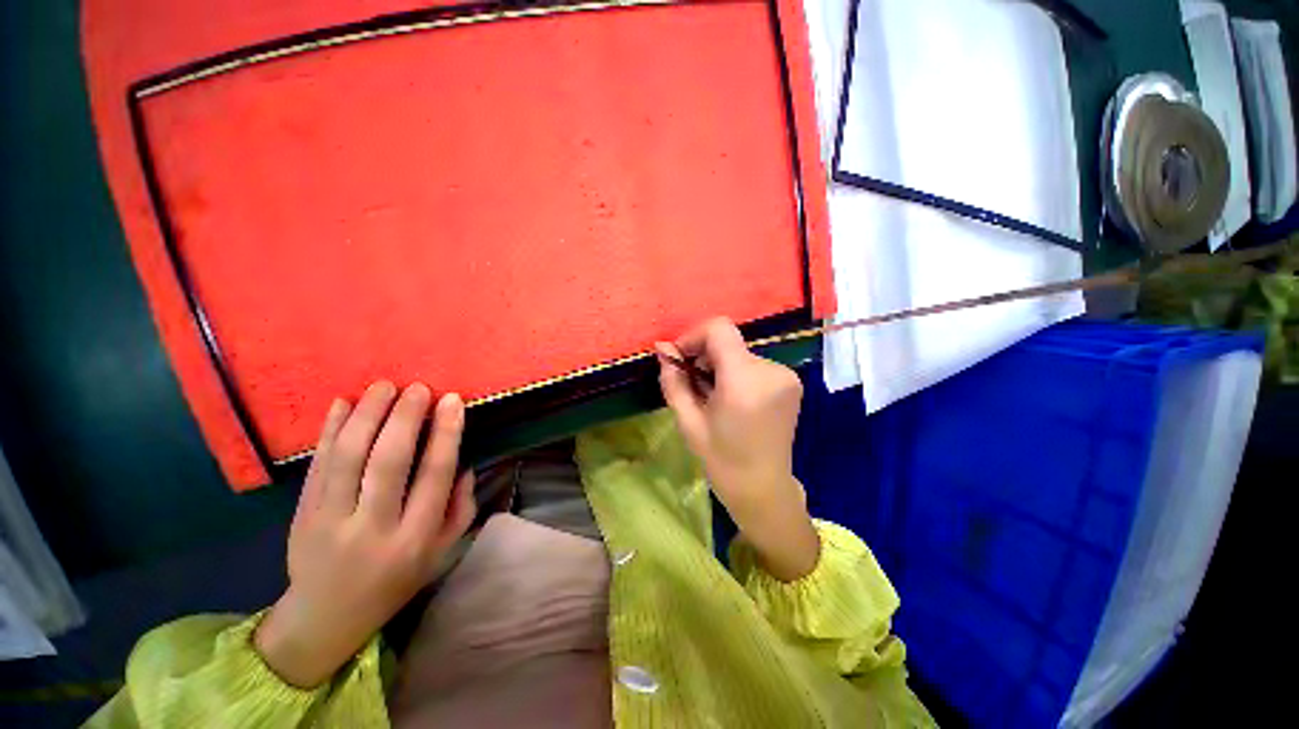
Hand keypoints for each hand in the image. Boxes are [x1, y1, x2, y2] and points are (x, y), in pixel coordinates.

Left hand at [255, 381, 476, 687]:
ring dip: (366, 415)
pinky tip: (342, 404)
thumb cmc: (395, 581)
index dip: (445, 434)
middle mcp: (372, 527)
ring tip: (383, 387)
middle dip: (405, 417)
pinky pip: (318, 465)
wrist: (327, 617)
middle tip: (418, 387)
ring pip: (348, 458)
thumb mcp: (442, 552)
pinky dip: (329, 431)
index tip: (452, 401)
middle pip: (388, 462)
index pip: (434, 475)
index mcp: (415, 538)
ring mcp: (330, 521)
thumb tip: (463, 463)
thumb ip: (460, 507)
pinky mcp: (302, 514)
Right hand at [657, 318, 818, 580]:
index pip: (719, 328)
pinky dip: (737, 373)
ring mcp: (786, 375)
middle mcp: (771, 370)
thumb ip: (674, 381)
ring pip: (739, 353)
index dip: (694, 336)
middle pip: (728, 342)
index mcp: (744, 380)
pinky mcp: (791, 381)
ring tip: (712, 397)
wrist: (763, 489)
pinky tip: (732, 400)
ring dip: (720, 366)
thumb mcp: (688, 422)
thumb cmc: (721, 460)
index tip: (680, 360)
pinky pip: (754, 364)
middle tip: (693, 385)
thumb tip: (662, 349)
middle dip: (704, 356)